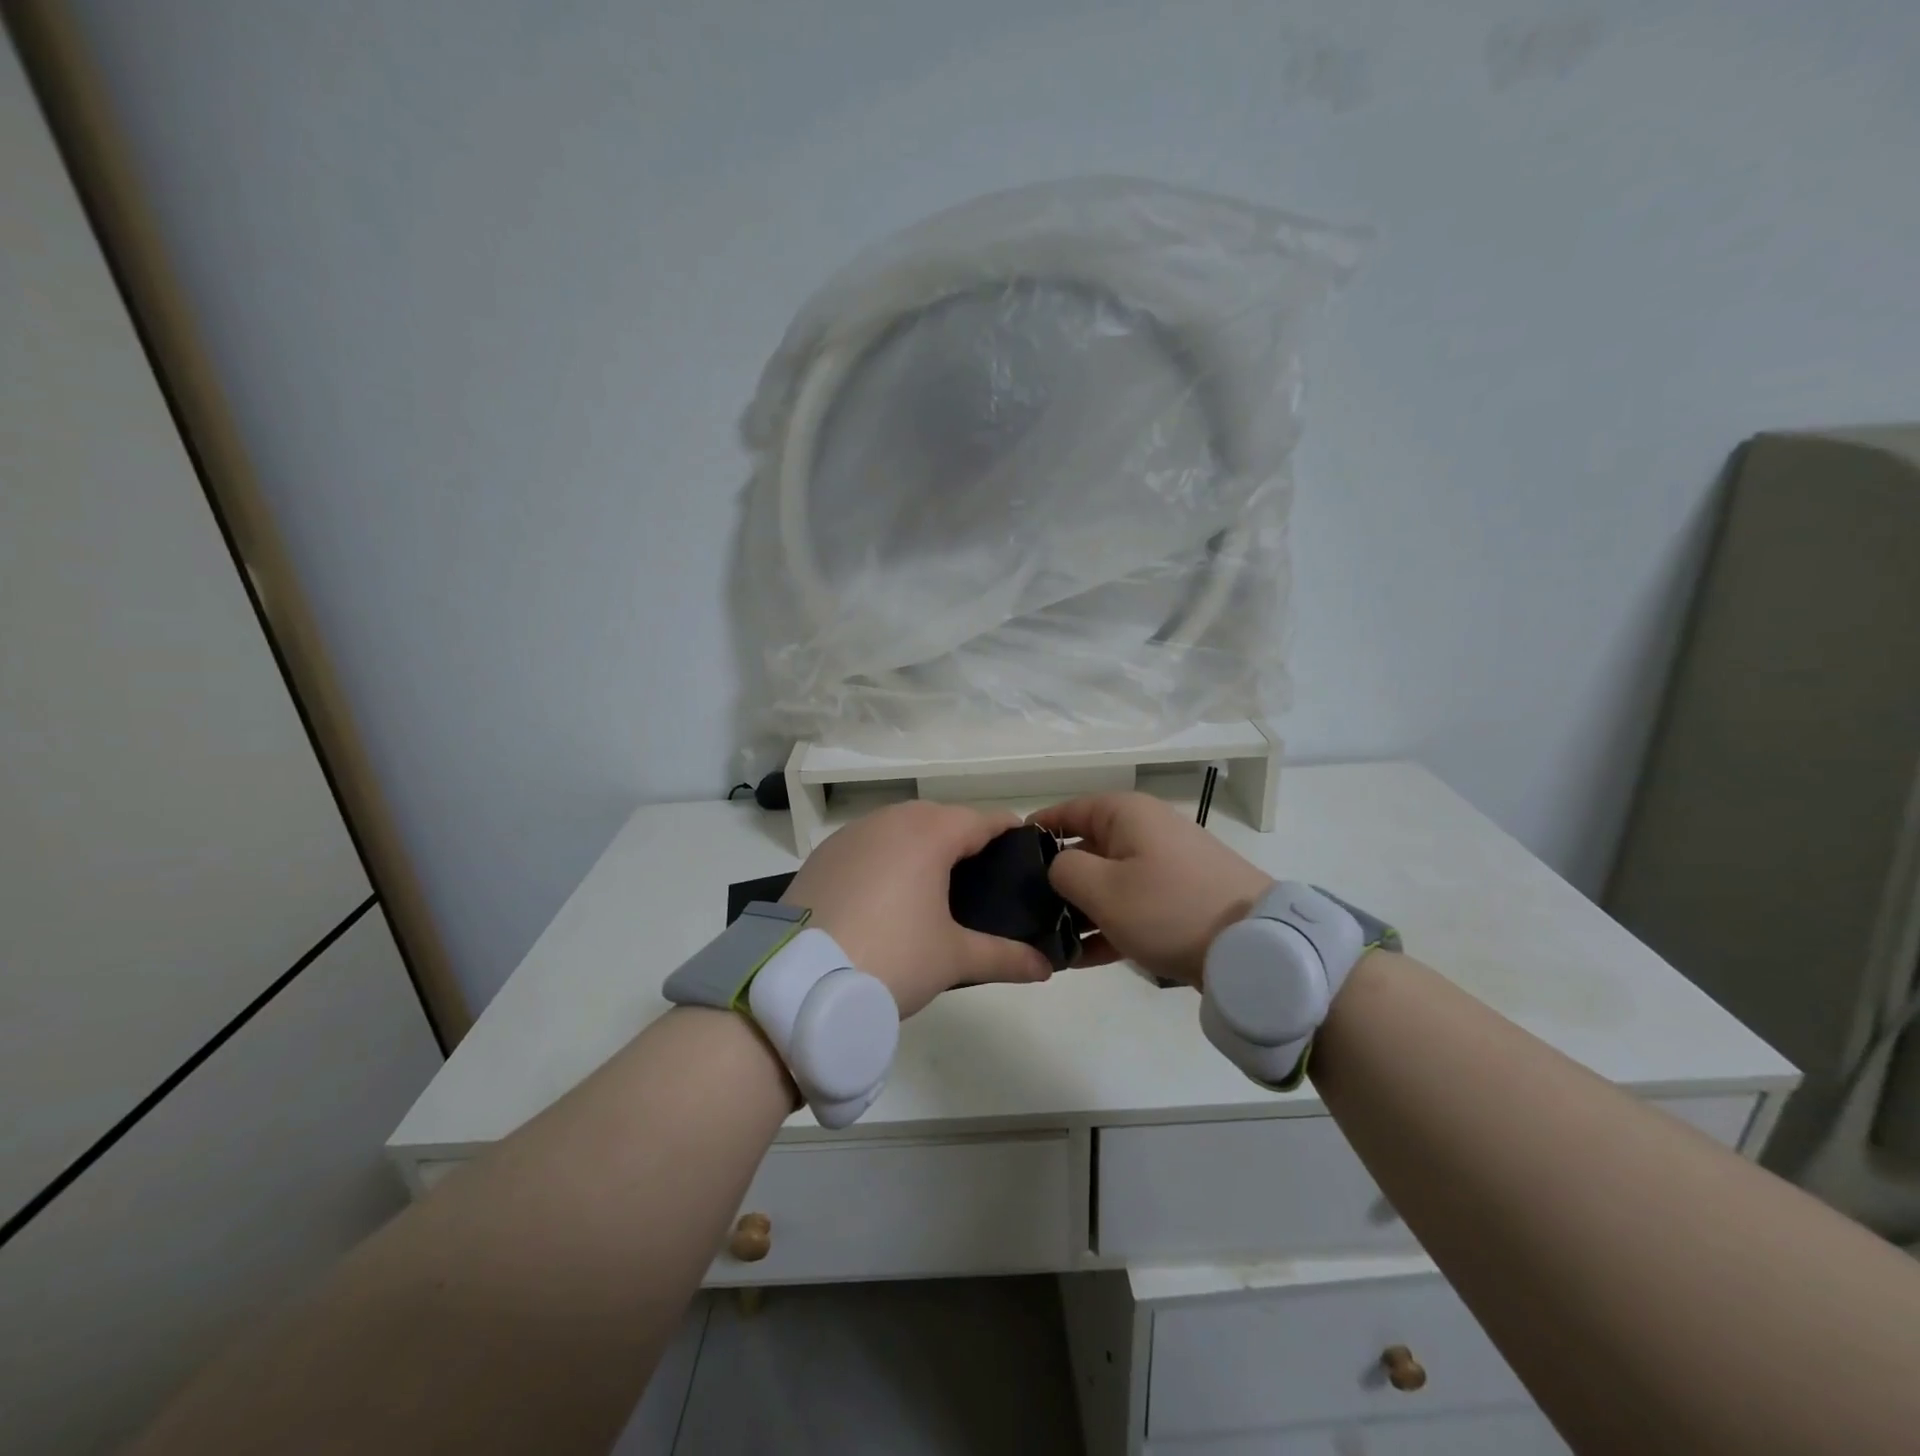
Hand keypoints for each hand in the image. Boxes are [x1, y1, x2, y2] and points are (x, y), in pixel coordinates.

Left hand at [780, 800, 1054, 1017]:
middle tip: (984, 882)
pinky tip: (886, 896)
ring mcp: (851, 834)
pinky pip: (869, 844)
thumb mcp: (953, 959)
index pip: (984, 820)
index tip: (1027, 857)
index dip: (1010, 835)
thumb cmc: (891, 958)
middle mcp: (891, 820)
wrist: (799, 982)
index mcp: (930, 832)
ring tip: (935, 889)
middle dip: (966, 841)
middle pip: (942, 818)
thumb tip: (1046, 966)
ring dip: (923, 846)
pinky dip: (886, 858)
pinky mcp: (823, 854)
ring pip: (902, 827)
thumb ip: (1004, 956)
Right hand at [1030, 792, 1271, 986]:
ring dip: (1080, 910)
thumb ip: (1063, 870)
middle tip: (1025, 912)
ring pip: (1108, 882)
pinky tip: (1081, 959)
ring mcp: (1166, 865)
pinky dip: (1108, 925)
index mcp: (1125, 814)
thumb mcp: (1102, 888)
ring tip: (1050, 942)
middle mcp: (1145, 831)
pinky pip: (1132, 905)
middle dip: (1056, 881)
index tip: (1006, 859)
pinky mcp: (1180, 898)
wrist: (1253, 946)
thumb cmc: (1167, 907)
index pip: (1067, 811)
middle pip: (1086, 848)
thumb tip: (1057, 866)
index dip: (1035, 832)